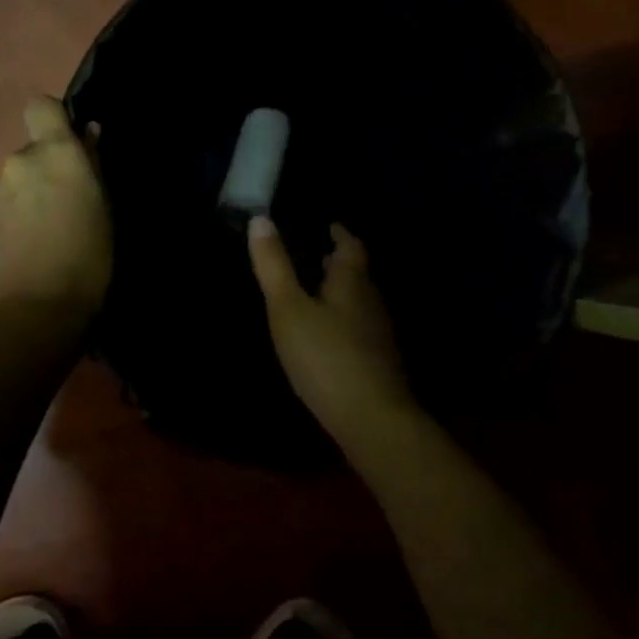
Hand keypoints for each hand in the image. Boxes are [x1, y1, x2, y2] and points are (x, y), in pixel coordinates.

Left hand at [0, 97, 110, 317]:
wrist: (41, 302)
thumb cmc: (89, 251)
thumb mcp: (103, 203)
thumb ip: (92, 162)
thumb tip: (87, 133)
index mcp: (55, 150)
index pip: (40, 106)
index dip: (52, 118)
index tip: (68, 141)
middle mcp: (19, 158)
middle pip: (30, 147)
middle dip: (44, 165)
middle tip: (64, 198)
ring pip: (15, 175)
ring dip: (27, 188)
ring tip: (45, 223)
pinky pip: (3, 197)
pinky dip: (13, 209)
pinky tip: (27, 236)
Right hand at [248, 218, 416, 429]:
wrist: (372, 420)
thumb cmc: (326, 356)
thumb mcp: (288, 309)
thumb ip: (275, 267)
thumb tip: (260, 218)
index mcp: (352, 283)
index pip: (351, 247)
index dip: (340, 234)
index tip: (329, 225)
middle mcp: (371, 303)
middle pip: (358, 276)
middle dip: (339, 265)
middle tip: (317, 256)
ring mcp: (378, 336)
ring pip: (360, 304)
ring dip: (341, 294)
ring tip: (317, 293)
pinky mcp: (378, 364)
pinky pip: (359, 330)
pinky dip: (344, 322)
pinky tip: (328, 337)